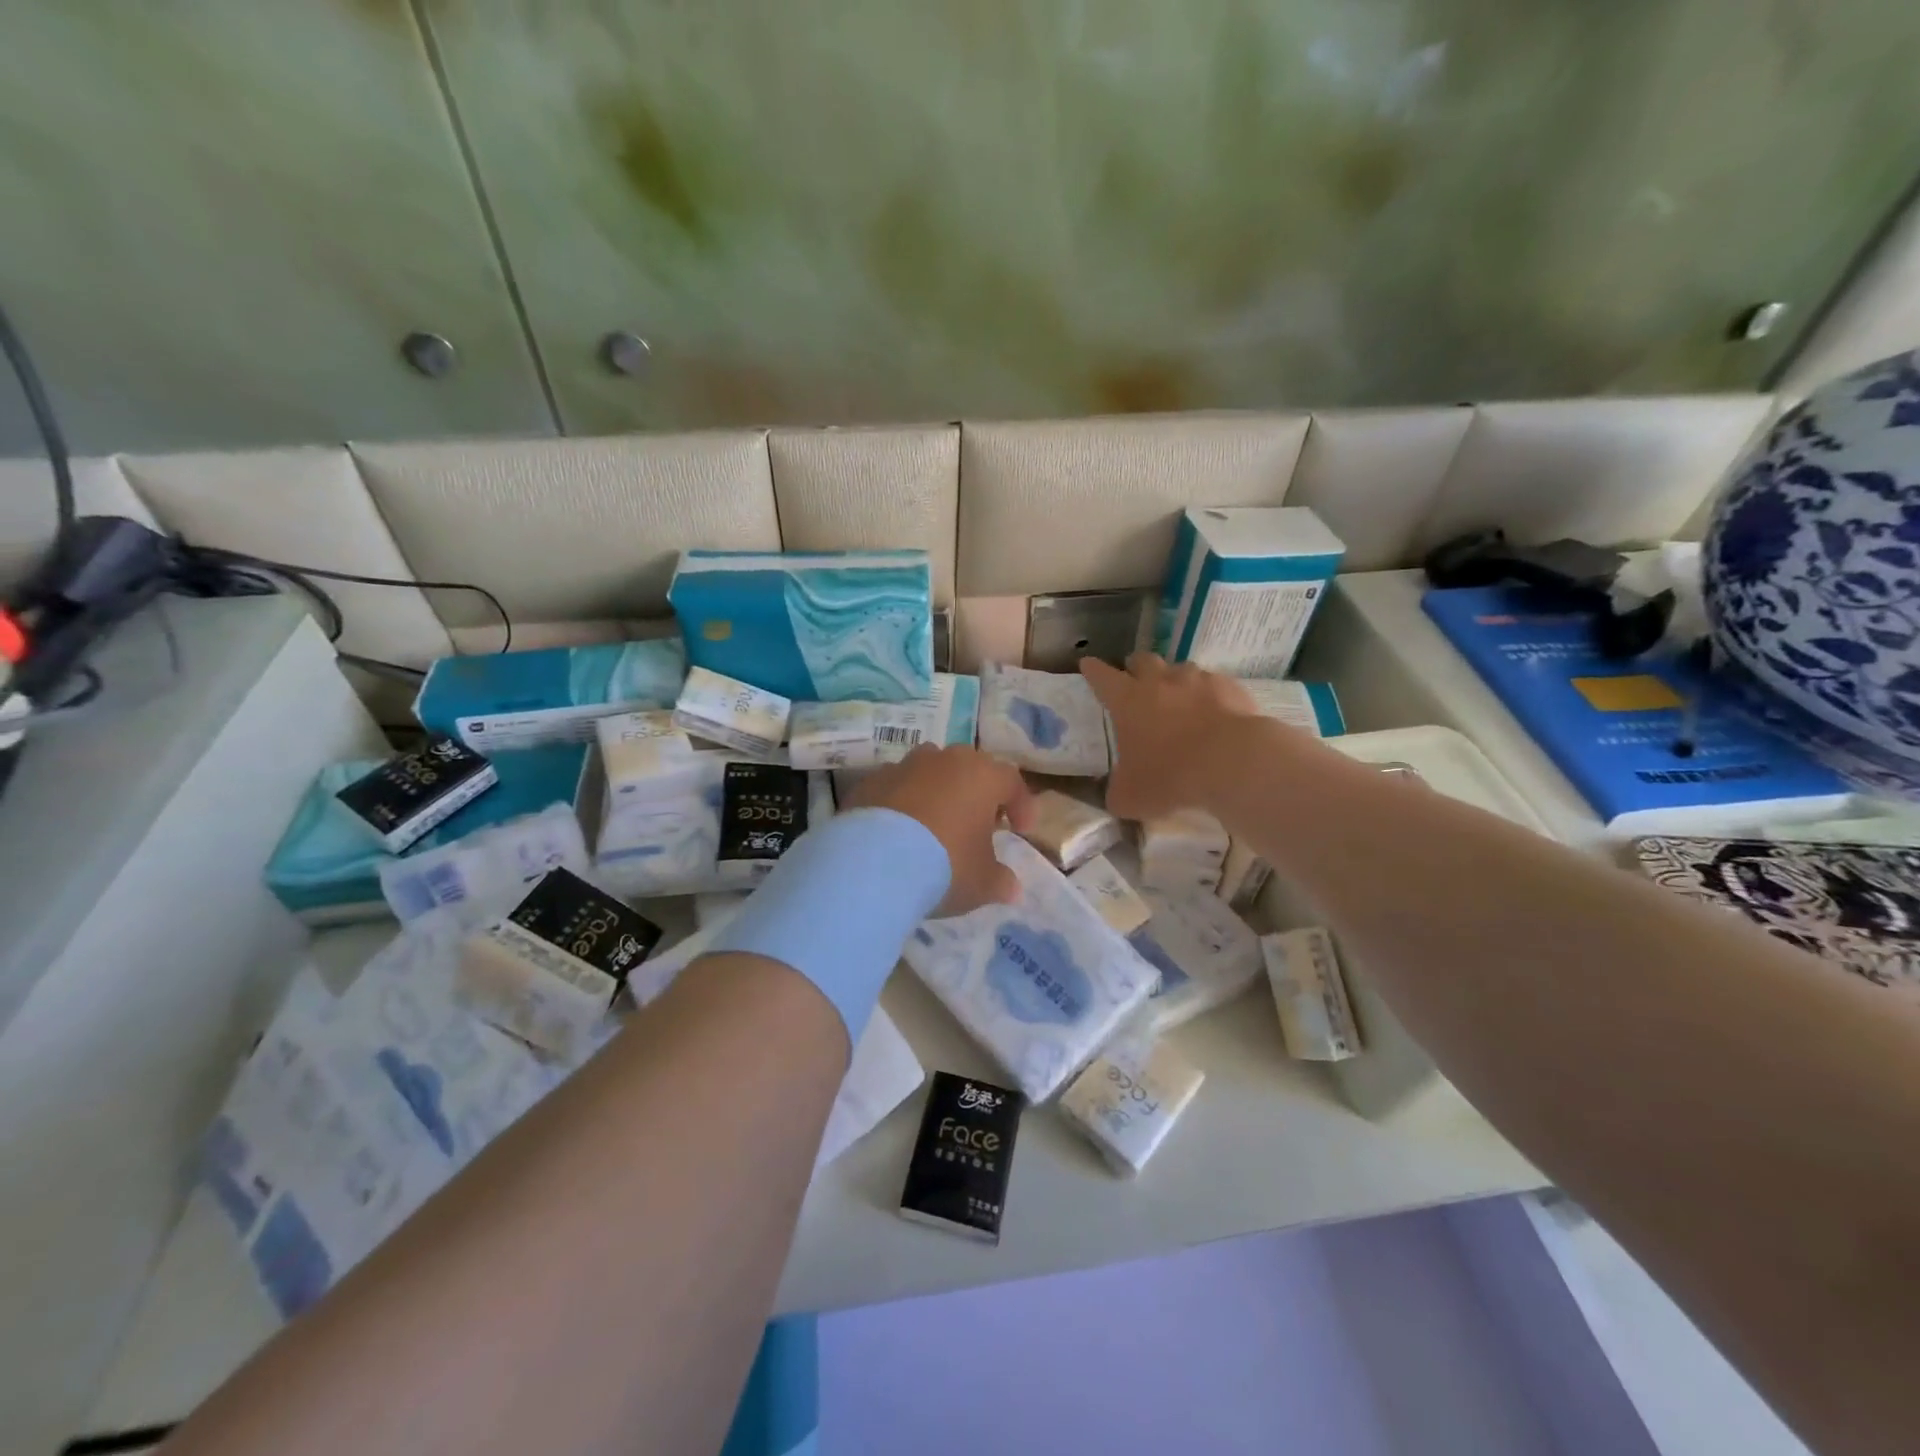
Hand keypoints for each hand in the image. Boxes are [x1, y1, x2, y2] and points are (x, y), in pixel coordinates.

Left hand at [847, 745, 1036, 915]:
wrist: (873, 863)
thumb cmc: (944, 866)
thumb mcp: (982, 883)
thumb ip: (1001, 881)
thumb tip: (1012, 888)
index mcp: (982, 776)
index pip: (1011, 781)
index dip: (1020, 805)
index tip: (1021, 830)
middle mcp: (945, 760)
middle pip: (969, 768)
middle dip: (977, 792)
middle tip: (978, 822)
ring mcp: (904, 766)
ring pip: (930, 771)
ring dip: (938, 792)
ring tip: (936, 823)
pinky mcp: (870, 781)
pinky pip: (896, 787)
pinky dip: (902, 803)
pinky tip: (898, 832)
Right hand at [1081, 653, 1259, 819]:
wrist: (1232, 763)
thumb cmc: (1170, 776)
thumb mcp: (1131, 797)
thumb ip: (1118, 791)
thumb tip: (1117, 793)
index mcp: (1127, 700)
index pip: (1101, 676)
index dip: (1093, 670)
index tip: (1088, 665)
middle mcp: (1160, 681)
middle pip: (1142, 660)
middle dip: (1135, 668)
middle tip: (1135, 681)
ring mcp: (1198, 680)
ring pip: (1180, 669)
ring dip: (1174, 681)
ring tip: (1178, 700)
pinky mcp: (1230, 687)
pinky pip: (1214, 684)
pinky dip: (1209, 695)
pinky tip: (1213, 713)